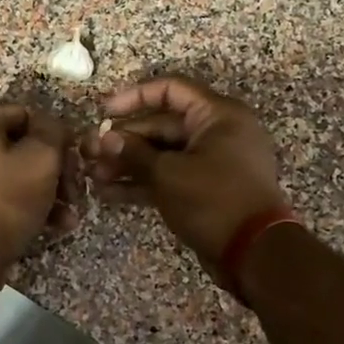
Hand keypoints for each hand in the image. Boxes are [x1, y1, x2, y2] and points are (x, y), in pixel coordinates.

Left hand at [0, 102, 78, 278]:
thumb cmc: (6, 199)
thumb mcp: (42, 158)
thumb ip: (52, 130)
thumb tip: (51, 126)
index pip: (24, 114)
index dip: (55, 136)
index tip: (74, 160)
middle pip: (17, 145)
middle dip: (52, 170)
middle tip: (74, 192)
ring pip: (10, 171)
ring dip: (44, 190)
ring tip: (68, 214)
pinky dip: (22, 202)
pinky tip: (52, 223)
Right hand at [84, 76, 287, 278]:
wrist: (254, 253)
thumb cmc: (214, 200)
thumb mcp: (168, 174)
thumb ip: (133, 153)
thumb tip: (104, 138)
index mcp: (217, 115)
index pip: (171, 90)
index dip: (134, 97)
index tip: (103, 111)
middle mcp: (217, 132)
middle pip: (163, 125)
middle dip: (124, 140)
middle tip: (89, 153)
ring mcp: (212, 162)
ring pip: (163, 154)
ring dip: (128, 163)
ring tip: (93, 175)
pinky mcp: (206, 189)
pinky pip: (170, 176)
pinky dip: (143, 182)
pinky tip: (109, 193)